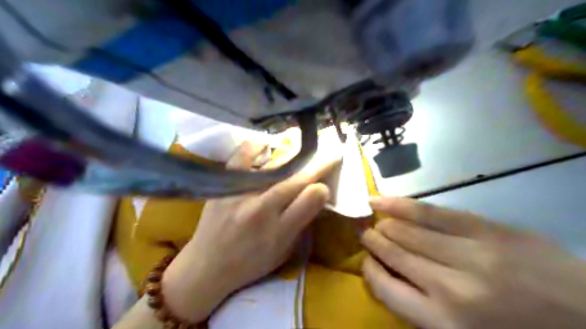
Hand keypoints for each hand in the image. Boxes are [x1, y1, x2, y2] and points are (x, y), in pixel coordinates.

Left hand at [163, 140, 338, 322]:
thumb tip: (317, 194)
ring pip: (273, 169)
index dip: (323, 185)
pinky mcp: (223, 187)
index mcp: (278, 233)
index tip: (332, 176)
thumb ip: (301, 223)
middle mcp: (261, 212)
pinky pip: (240, 160)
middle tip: (331, 153)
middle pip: (294, 181)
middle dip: (317, 165)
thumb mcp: (282, 252)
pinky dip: (253, 148)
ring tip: (304, 152)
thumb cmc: (250, 263)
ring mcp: (240, 196)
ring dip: (293, 158)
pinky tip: (264, 144)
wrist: (207, 266)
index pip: (308, 201)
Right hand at [360, 196, 584, 326]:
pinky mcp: (485, 229)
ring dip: (384, 224)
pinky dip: (403, 205)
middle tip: (364, 233)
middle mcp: (450, 286)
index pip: (386, 289)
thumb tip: (390, 276)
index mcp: (445, 323)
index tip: (365, 261)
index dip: (369, 271)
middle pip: (395, 255)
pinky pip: (432, 213)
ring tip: (372, 218)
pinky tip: (383, 200)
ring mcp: (469, 253)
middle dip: (374, 242)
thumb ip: (423, 310)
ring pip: (409, 232)